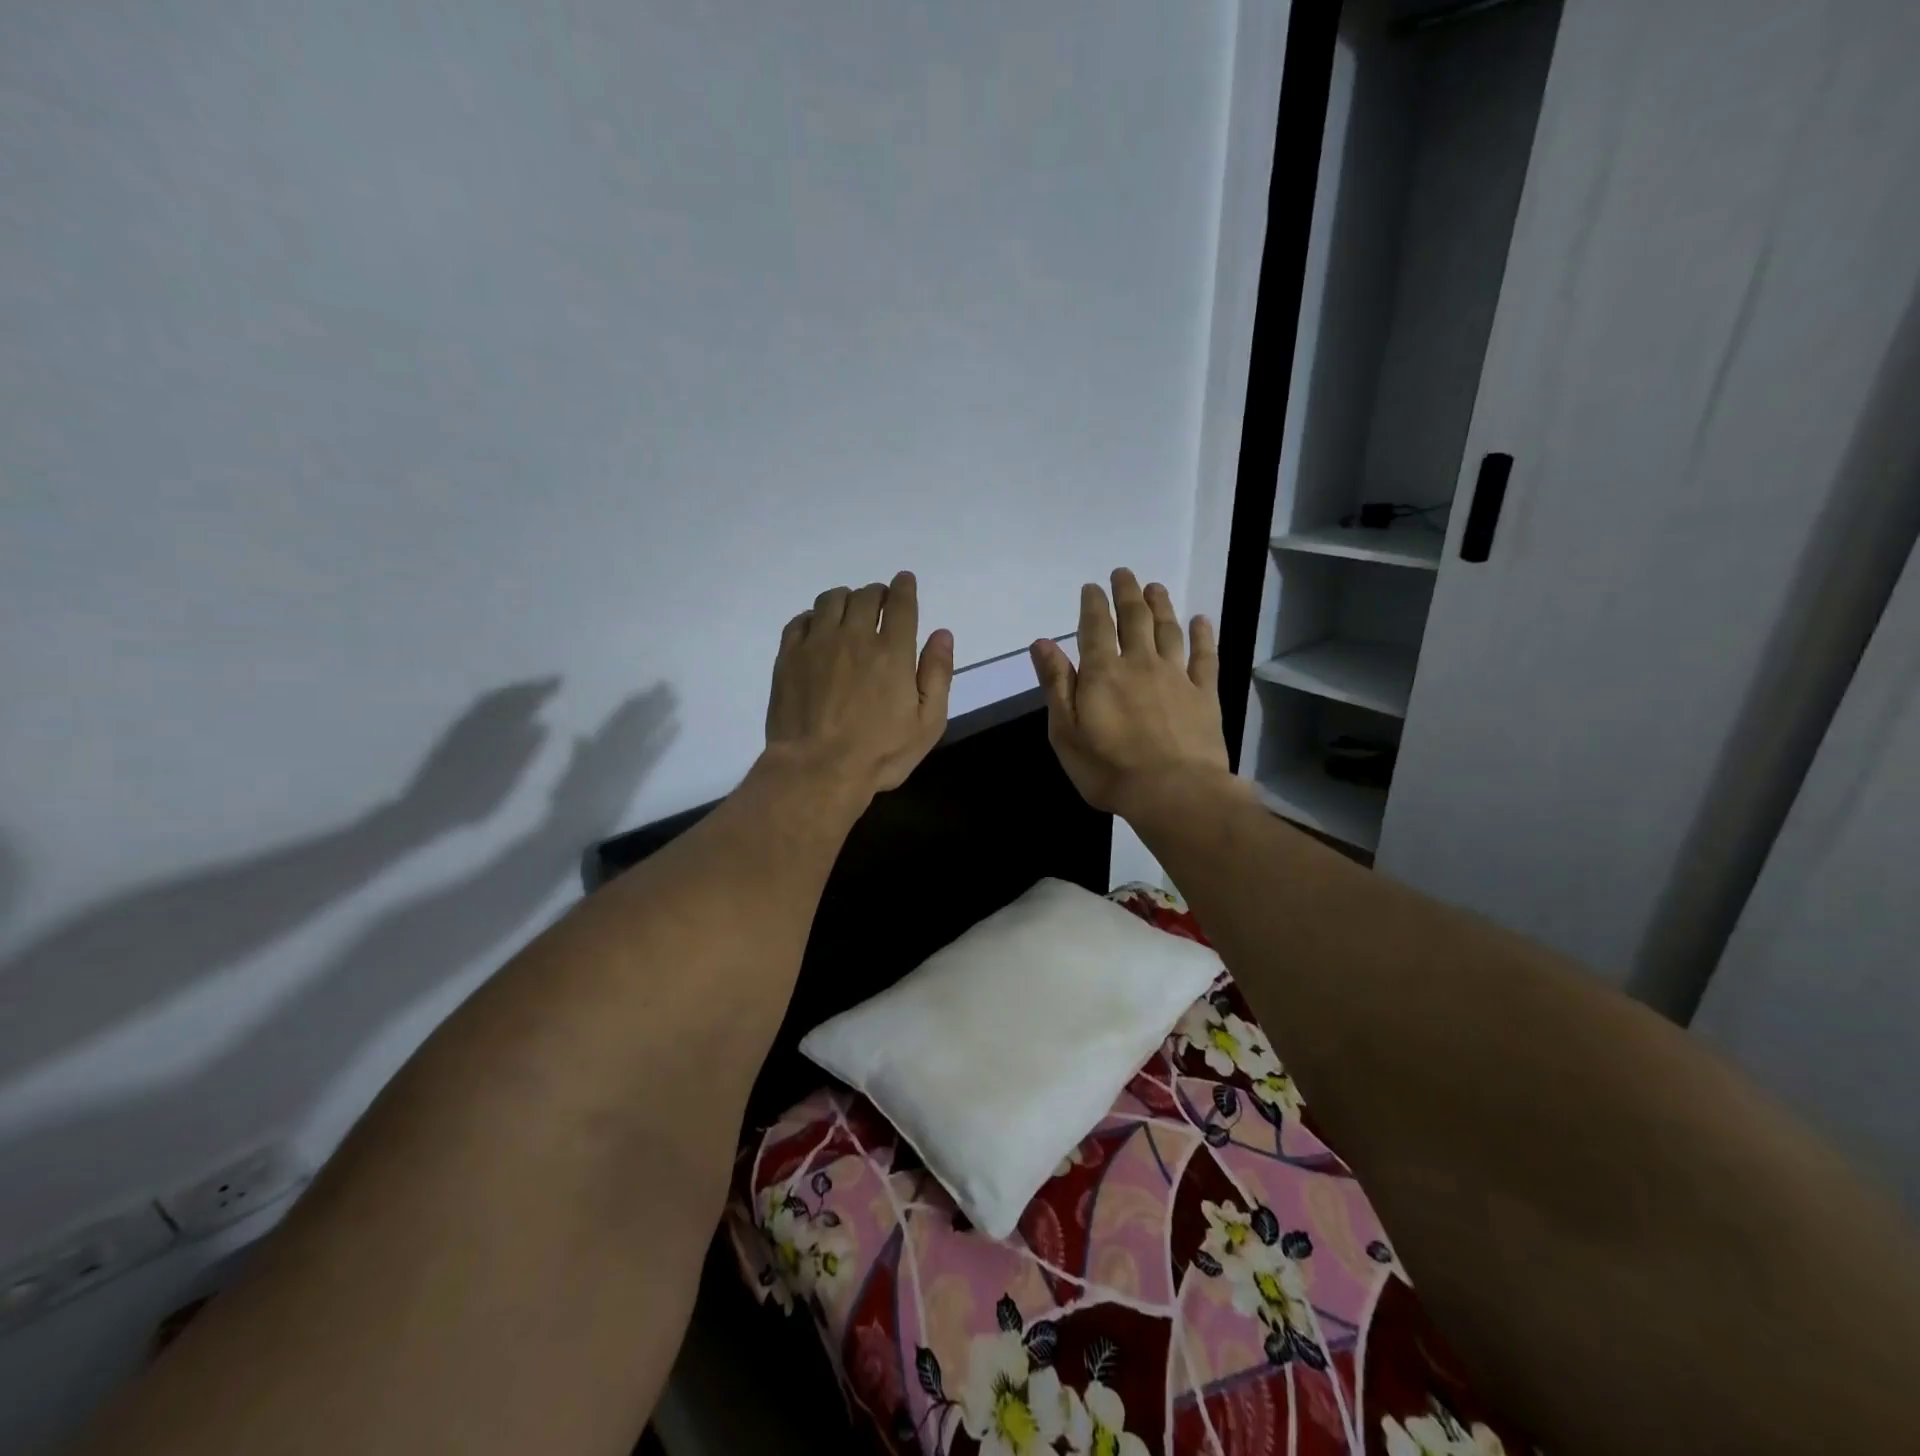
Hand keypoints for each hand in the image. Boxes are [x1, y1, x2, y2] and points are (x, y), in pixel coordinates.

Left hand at [396, 679, 558, 831]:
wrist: (428, 809)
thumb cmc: (476, 797)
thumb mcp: (509, 778)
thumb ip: (526, 750)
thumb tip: (542, 725)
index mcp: (498, 729)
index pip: (524, 701)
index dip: (543, 689)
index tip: (561, 680)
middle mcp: (480, 721)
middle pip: (505, 695)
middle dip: (528, 687)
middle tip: (548, 682)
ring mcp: (463, 727)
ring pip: (490, 700)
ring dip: (510, 692)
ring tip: (527, 691)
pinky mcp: (452, 736)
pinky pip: (479, 709)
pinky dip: (495, 702)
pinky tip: (500, 709)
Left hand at [764, 571, 953, 798]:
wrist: (816, 770)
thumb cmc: (879, 753)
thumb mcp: (927, 723)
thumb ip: (937, 675)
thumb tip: (941, 634)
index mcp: (892, 651)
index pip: (900, 603)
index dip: (904, 587)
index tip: (904, 582)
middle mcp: (854, 637)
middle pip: (865, 596)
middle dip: (877, 594)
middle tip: (880, 604)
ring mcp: (817, 644)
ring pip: (831, 600)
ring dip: (845, 599)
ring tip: (849, 612)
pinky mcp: (788, 657)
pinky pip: (800, 620)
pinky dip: (814, 616)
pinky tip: (818, 629)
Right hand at [1030, 569, 1233, 815]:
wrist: (1173, 792)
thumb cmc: (1108, 768)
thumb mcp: (1065, 732)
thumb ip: (1056, 684)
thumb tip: (1042, 643)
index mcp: (1102, 672)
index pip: (1094, 627)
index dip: (1093, 604)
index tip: (1092, 587)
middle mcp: (1140, 663)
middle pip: (1134, 619)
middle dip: (1127, 593)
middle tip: (1124, 573)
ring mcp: (1176, 676)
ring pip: (1168, 630)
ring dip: (1161, 606)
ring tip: (1155, 587)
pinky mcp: (1205, 695)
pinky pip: (1205, 657)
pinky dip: (1203, 635)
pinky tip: (1201, 620)